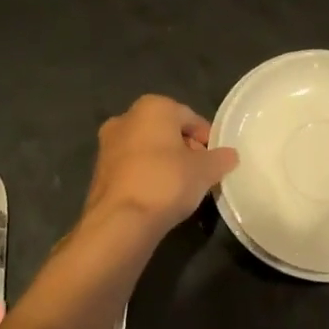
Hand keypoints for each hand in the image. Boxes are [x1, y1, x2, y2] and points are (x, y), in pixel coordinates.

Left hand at [82, 95, 238, 236]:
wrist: (120, 221)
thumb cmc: (167, 182)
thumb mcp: (205, 170)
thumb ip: (221, 158)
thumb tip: (230, 155)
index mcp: (152, 107)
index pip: (189, 117)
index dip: (207, 138)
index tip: (216, 159)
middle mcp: (125, 118)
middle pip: (166, 131)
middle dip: (185, 149)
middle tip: (201, 173)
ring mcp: (107, 145)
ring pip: (147, 149)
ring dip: (165, 163)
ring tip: (182, 188)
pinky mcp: (99, 172)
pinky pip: (132, 167)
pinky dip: (147, 176)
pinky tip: (160, 197)